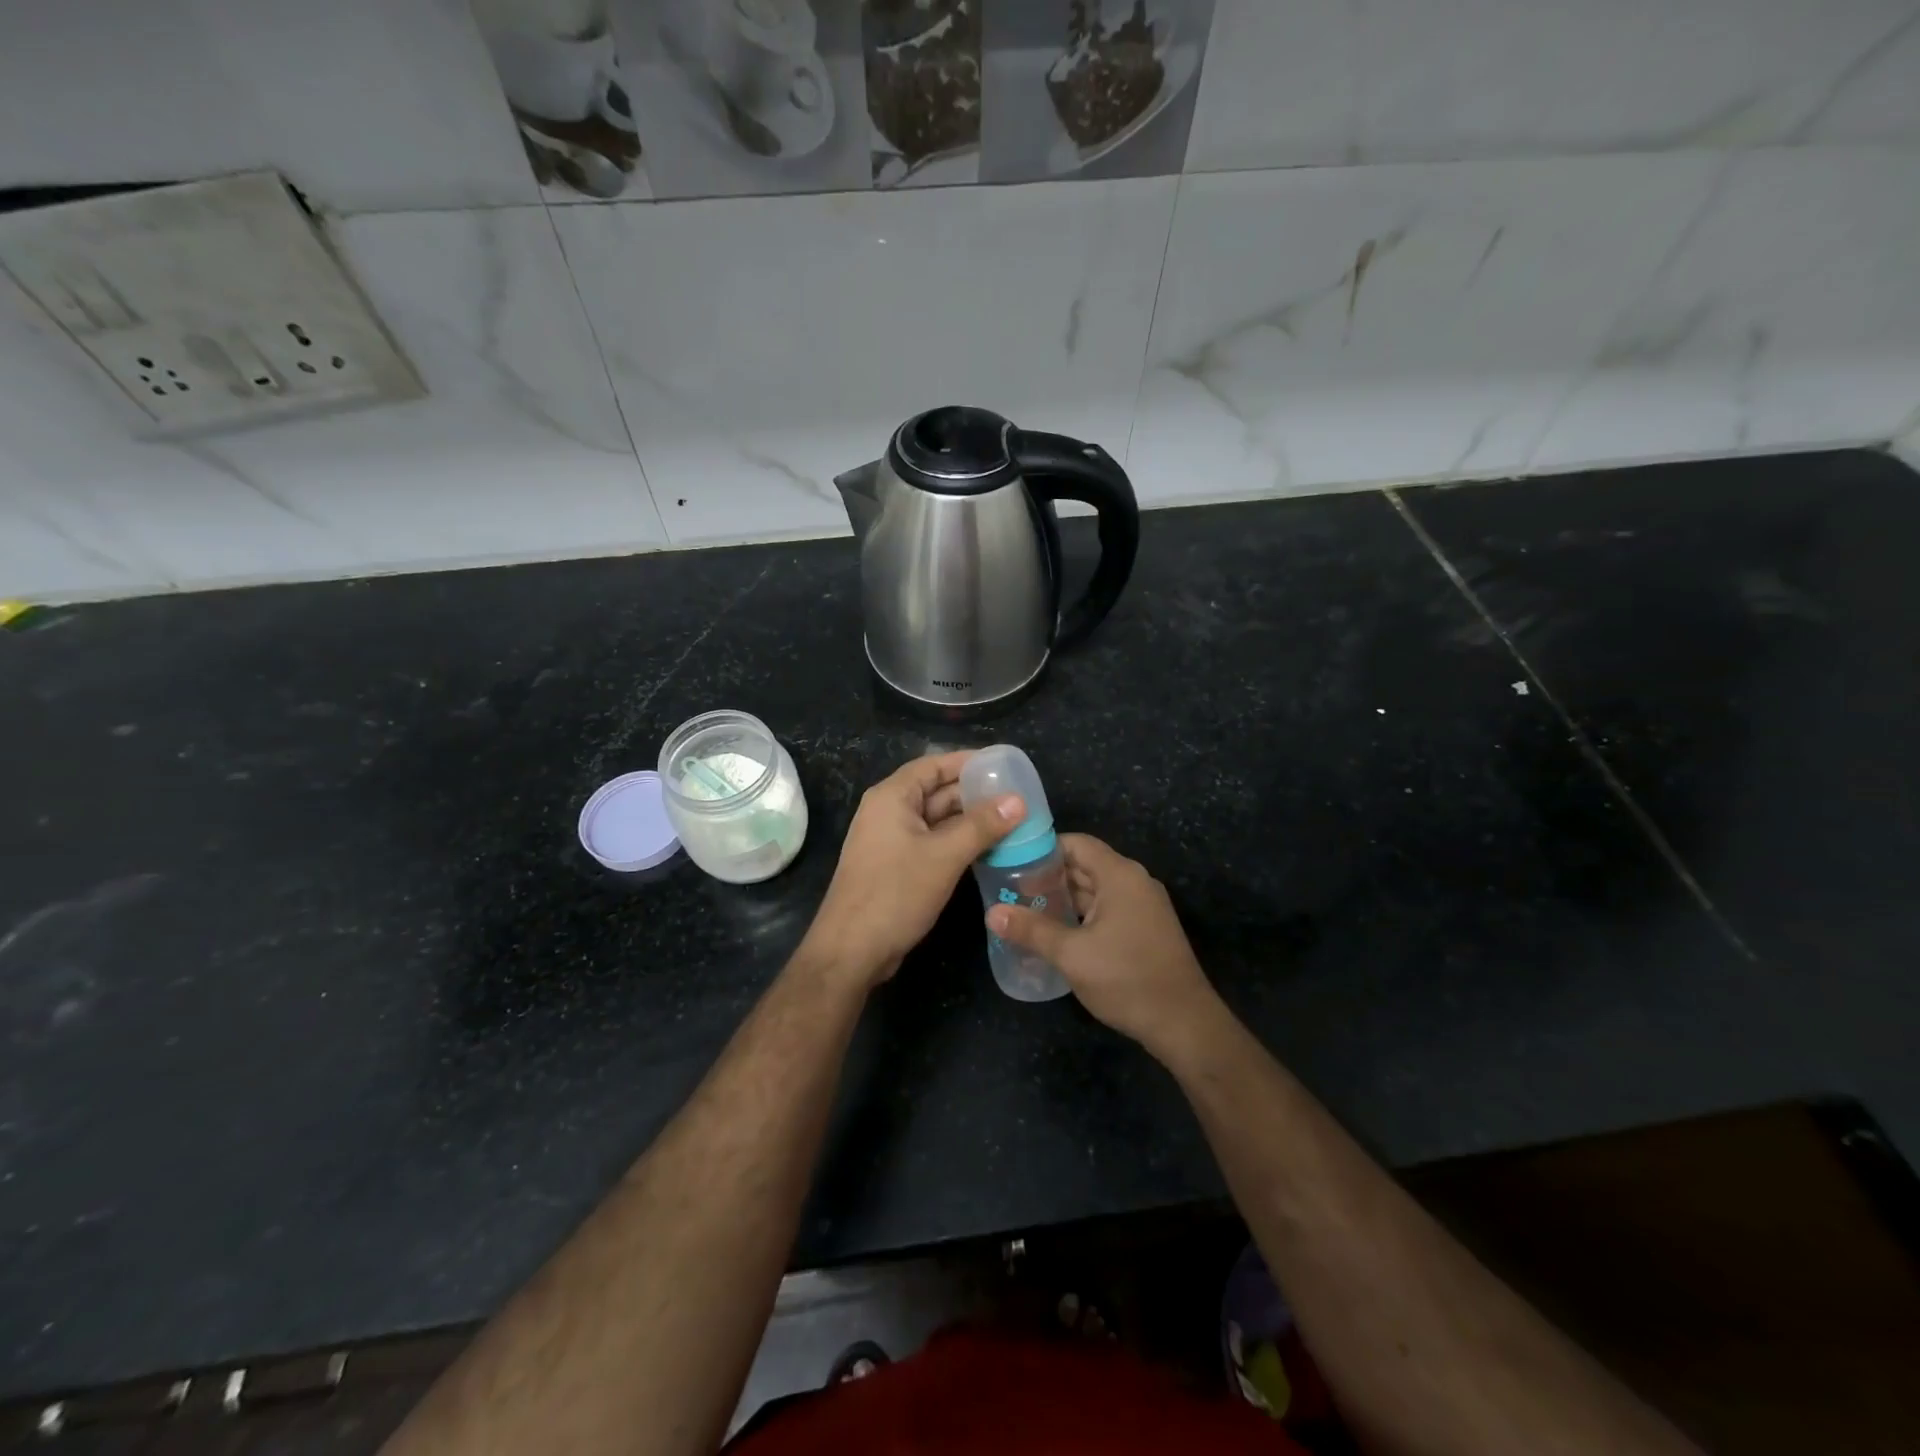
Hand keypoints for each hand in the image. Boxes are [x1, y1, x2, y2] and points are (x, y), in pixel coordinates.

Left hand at [800, 751, 1022, 990]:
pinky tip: (988, 850)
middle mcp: (888, 812)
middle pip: (936, 791)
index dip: (968, 762)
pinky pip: (932, 843)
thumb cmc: (895, 893)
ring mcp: (891, 841)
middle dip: (975, 794)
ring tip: (1011, 822)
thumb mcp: (945, 856)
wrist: (852, 950)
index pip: (934, 765)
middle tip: (1017, 798)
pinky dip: (958, 843)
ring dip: (970, 821)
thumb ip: (982, 825)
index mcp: (892, 797)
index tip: (1003, 765)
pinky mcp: (896, 866)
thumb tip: (1018, 801)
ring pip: (937, 821)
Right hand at [986, 834, 1227, 1062]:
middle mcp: (1134, 882)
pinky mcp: (1145, 929)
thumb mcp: (1072, 955)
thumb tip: (991, 913)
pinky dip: (1081, 914)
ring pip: (1095, 890)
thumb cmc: (1127, 979)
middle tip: (1010, 887)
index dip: (1043, 848)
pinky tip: (1055, 931)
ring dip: (1064, 898)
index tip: (1012, 860)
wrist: (1184, 1024)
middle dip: (1049, 875)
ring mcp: (1142, 906)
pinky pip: (1107, 908)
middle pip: (1085, 865)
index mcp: (1120, 875)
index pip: (1077, 843)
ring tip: (1025, 909)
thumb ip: (1031, 930)